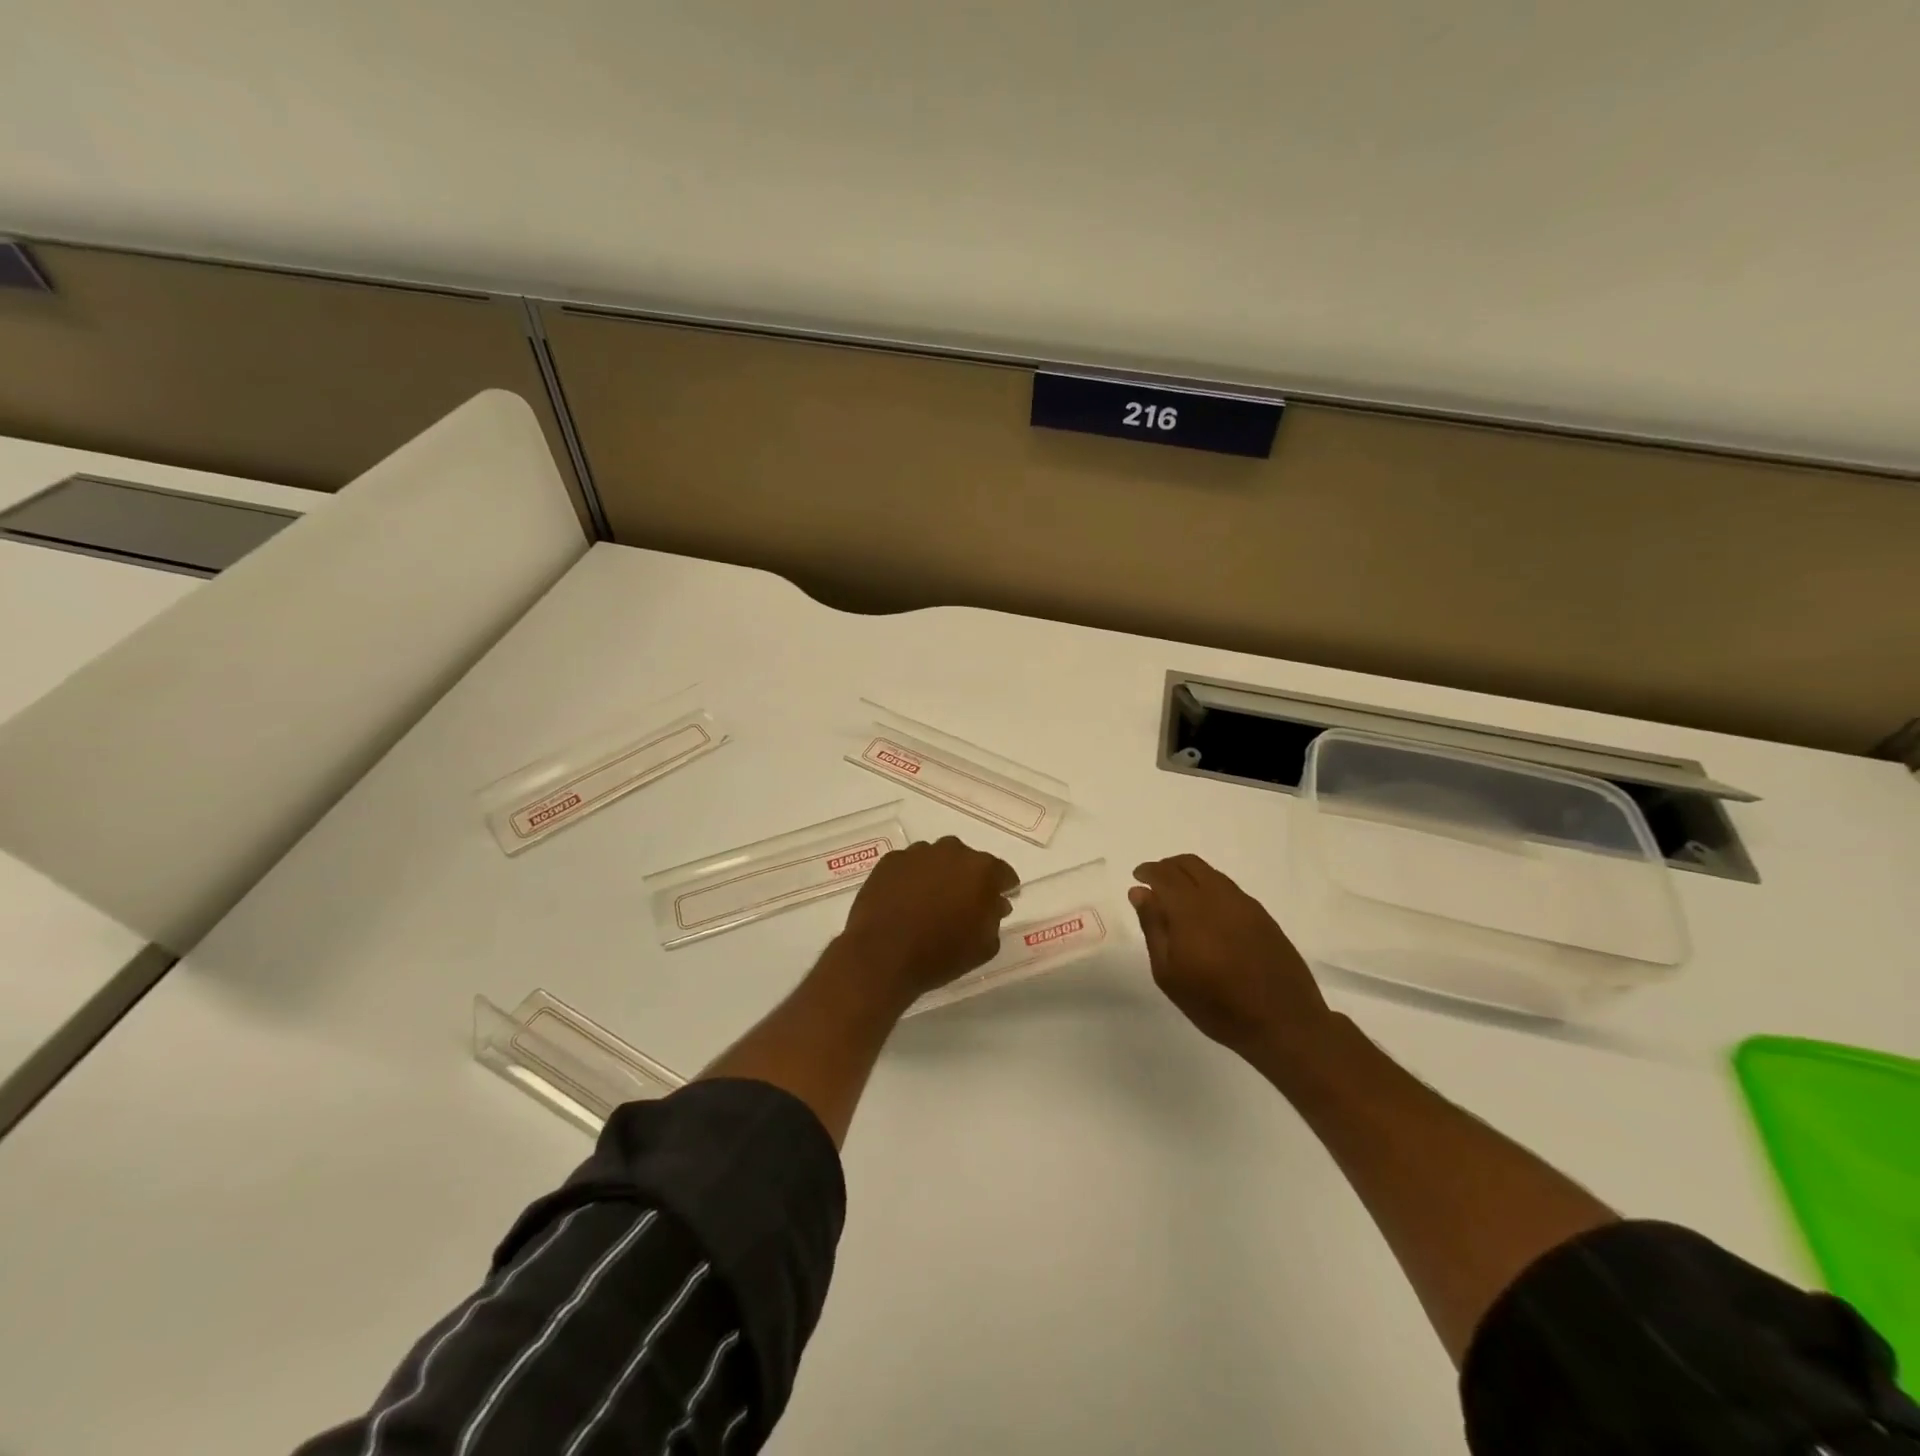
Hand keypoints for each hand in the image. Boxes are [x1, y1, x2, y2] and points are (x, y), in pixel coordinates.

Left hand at [837, 836, 1017, 1002]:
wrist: (882, 956)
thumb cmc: (940, 954)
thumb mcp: (984, 946)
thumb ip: (995, 918)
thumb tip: (996, 902)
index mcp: (981, 869)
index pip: (1002, 872)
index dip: (1003, 888)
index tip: (999, 902)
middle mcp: (951, 851)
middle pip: (968, 861)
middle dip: (969, 879)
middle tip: (963, 904)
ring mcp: (917, 853)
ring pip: (937, 860)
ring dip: (939, 876)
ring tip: (930, 903)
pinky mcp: (890, 861)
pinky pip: (910, 866)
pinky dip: (912, 878)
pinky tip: (906, 901)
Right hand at [1130, 854, 1336, 1060]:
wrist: (1283, 1024)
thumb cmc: (1216, 1005)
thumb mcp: (1169, 973)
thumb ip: (1153, 927)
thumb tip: (1139, 892)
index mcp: (1191, 910)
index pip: (1165, 874)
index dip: (1148, 871)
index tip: (1137, 878)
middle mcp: (1219, 897)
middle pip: (1189, 864)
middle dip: (1167, 867)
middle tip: (1154, 884)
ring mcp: (1246, 905)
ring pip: (1212, 874)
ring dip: (1190, 876)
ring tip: (1179, 900)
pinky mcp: (1263, 916)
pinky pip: (1229, 888)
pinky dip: (1210, 888)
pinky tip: (1207, 914)